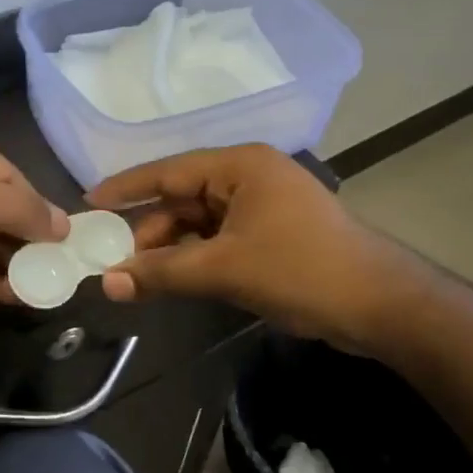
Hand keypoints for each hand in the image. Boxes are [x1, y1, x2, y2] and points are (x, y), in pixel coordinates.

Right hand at [89, 145, 438, 357]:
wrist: (382, 306)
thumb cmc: (301, 271)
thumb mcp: (224, 269)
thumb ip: (162, 272)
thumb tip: (107, 284)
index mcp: (240, 166)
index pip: (168, 171)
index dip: (126, 188)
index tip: (90, 203)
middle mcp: (250, 177)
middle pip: (183, 198)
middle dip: (150, 231)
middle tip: (116, 262)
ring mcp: (264, 205)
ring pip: (201, 222)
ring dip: (172, 248)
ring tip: (140, 277)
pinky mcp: (273, 233)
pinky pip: (220, 238)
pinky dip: (196, 257)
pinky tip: (176, 279)